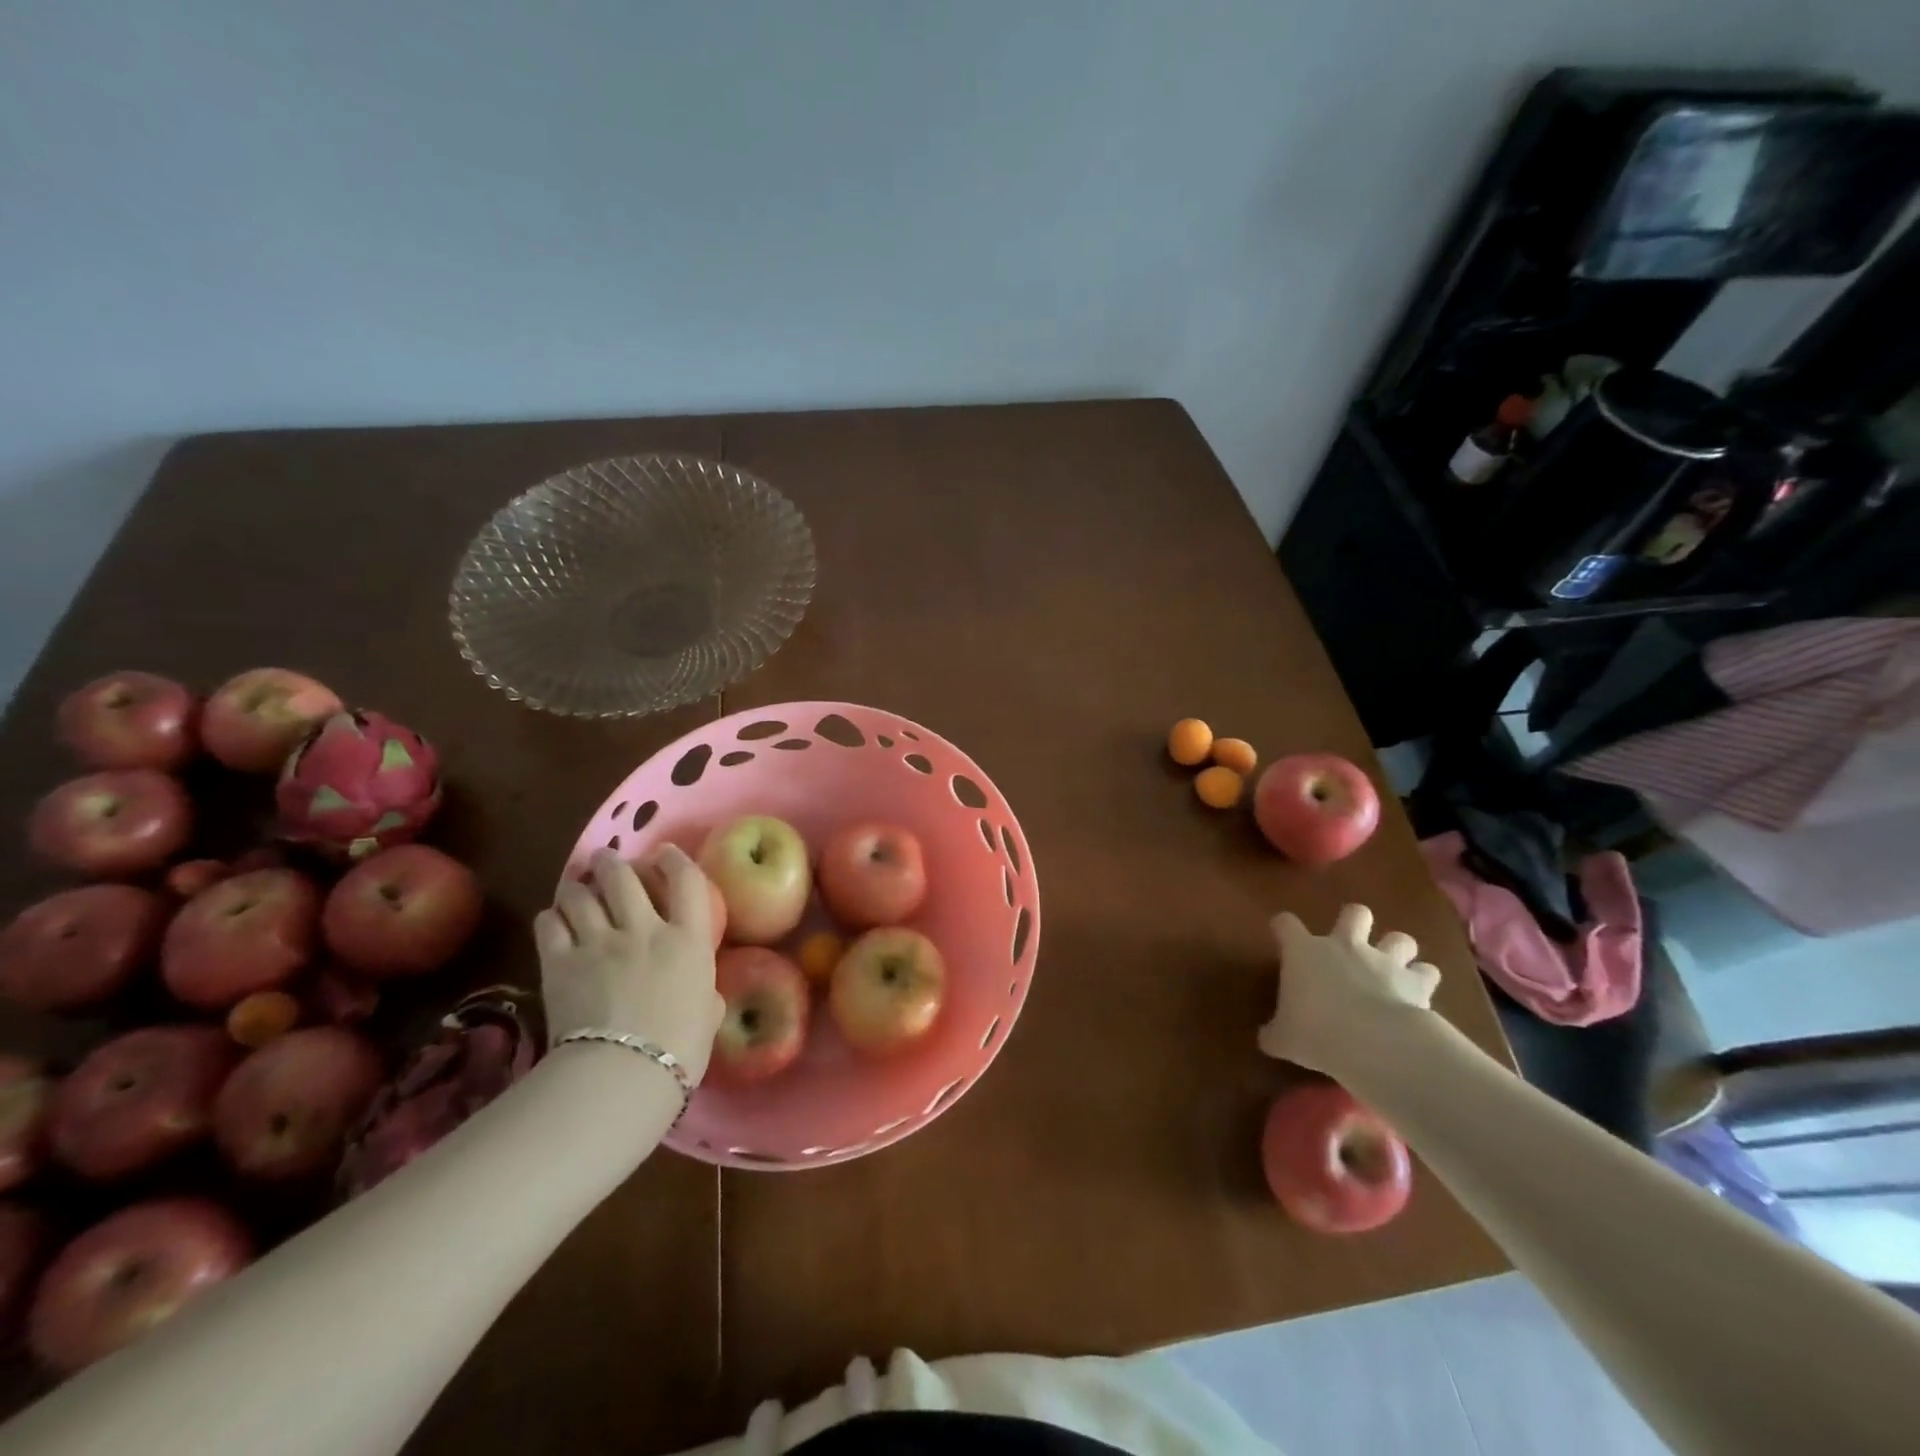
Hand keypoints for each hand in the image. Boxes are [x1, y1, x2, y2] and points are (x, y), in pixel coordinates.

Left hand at [535, 847, 725, 1084]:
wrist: (623, 1072)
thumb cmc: (680, 1047)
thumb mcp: (709, 1015)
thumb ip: (706, 995)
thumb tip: (705, 996)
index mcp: (688, 939)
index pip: (686, 881)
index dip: (675, 860)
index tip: (665, 854)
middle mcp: (644, 929)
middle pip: (623, 877)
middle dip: (613, 862)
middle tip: (606, 860)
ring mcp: (598, 942)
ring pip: (581, 894)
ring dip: (578, 886)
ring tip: (576, 886)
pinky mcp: (560, 963)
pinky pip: (549, 924)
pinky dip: (552, 917)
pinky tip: (554, 920)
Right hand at [1258, 904, 1440, 1074]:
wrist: (1372, 1043)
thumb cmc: (1316, 1032)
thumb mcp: (1283, 1038)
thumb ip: (1274, 1033)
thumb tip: (1266, 1038)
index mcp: (1304, 951)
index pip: (1286, 924)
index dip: (1283, 928)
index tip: (1282, 937)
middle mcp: (1345, 946)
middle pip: (1355, 913)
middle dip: (1355, 922)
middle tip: (1351, 943)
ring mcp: (1384, 960)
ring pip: (1400, 938)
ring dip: (1397, 951)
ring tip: (1393, 969)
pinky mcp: (1416, 982)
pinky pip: (1426, 972)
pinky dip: (1423, 980)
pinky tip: (1419, 994)